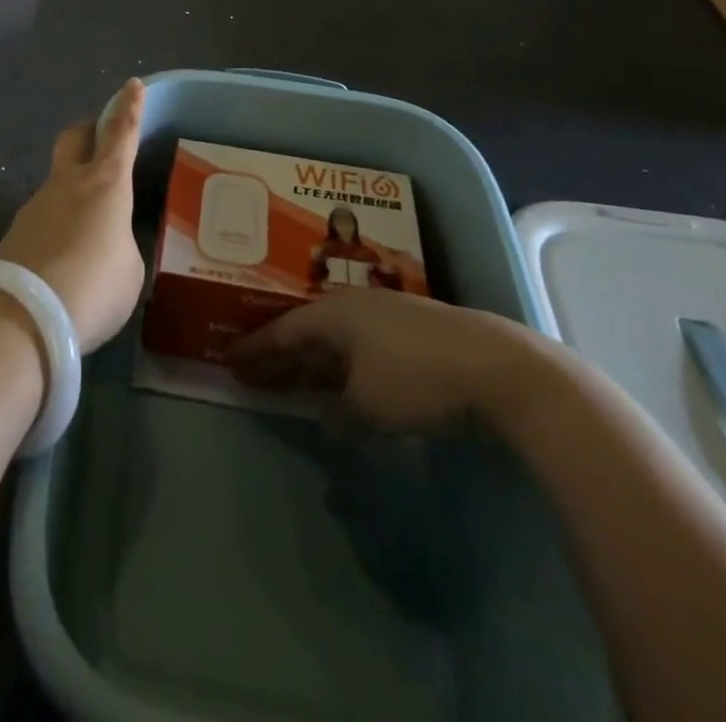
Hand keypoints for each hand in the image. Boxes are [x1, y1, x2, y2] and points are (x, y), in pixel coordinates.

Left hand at [0, 79, 146, 352]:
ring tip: (89, 228)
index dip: (130, 108)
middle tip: (101, 137)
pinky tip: (65, 258)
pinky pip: (44, 216)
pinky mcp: (15, 233)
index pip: (121, 133)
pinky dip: (58, 225)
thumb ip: (122, 247)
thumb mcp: (130, 271)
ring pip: (57, 180)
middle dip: (89, 130)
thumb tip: (107, 245)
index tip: (132, 84)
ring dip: (73, 189)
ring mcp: (35, 205)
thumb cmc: (93, 287)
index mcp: (105, 184)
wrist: (22, 317)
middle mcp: (67, 184)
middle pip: (75, 138)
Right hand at [229, 288, 549, 432]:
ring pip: (334, 342)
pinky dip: (341, 369)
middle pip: (305, 334)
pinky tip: (341, 387)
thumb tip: (329, 419)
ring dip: (310, 363)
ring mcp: (385, 317)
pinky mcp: (412, 333)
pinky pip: (359, 349)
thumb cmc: (417, 378)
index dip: (255, 350)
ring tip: (287, 381)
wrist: (496, 366)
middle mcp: (353, 307)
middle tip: (249, 374)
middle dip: (277, 356)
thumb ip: (340, 414)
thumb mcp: (368, 405)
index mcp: (334, 314)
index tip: (229, 362)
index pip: (282, 331)